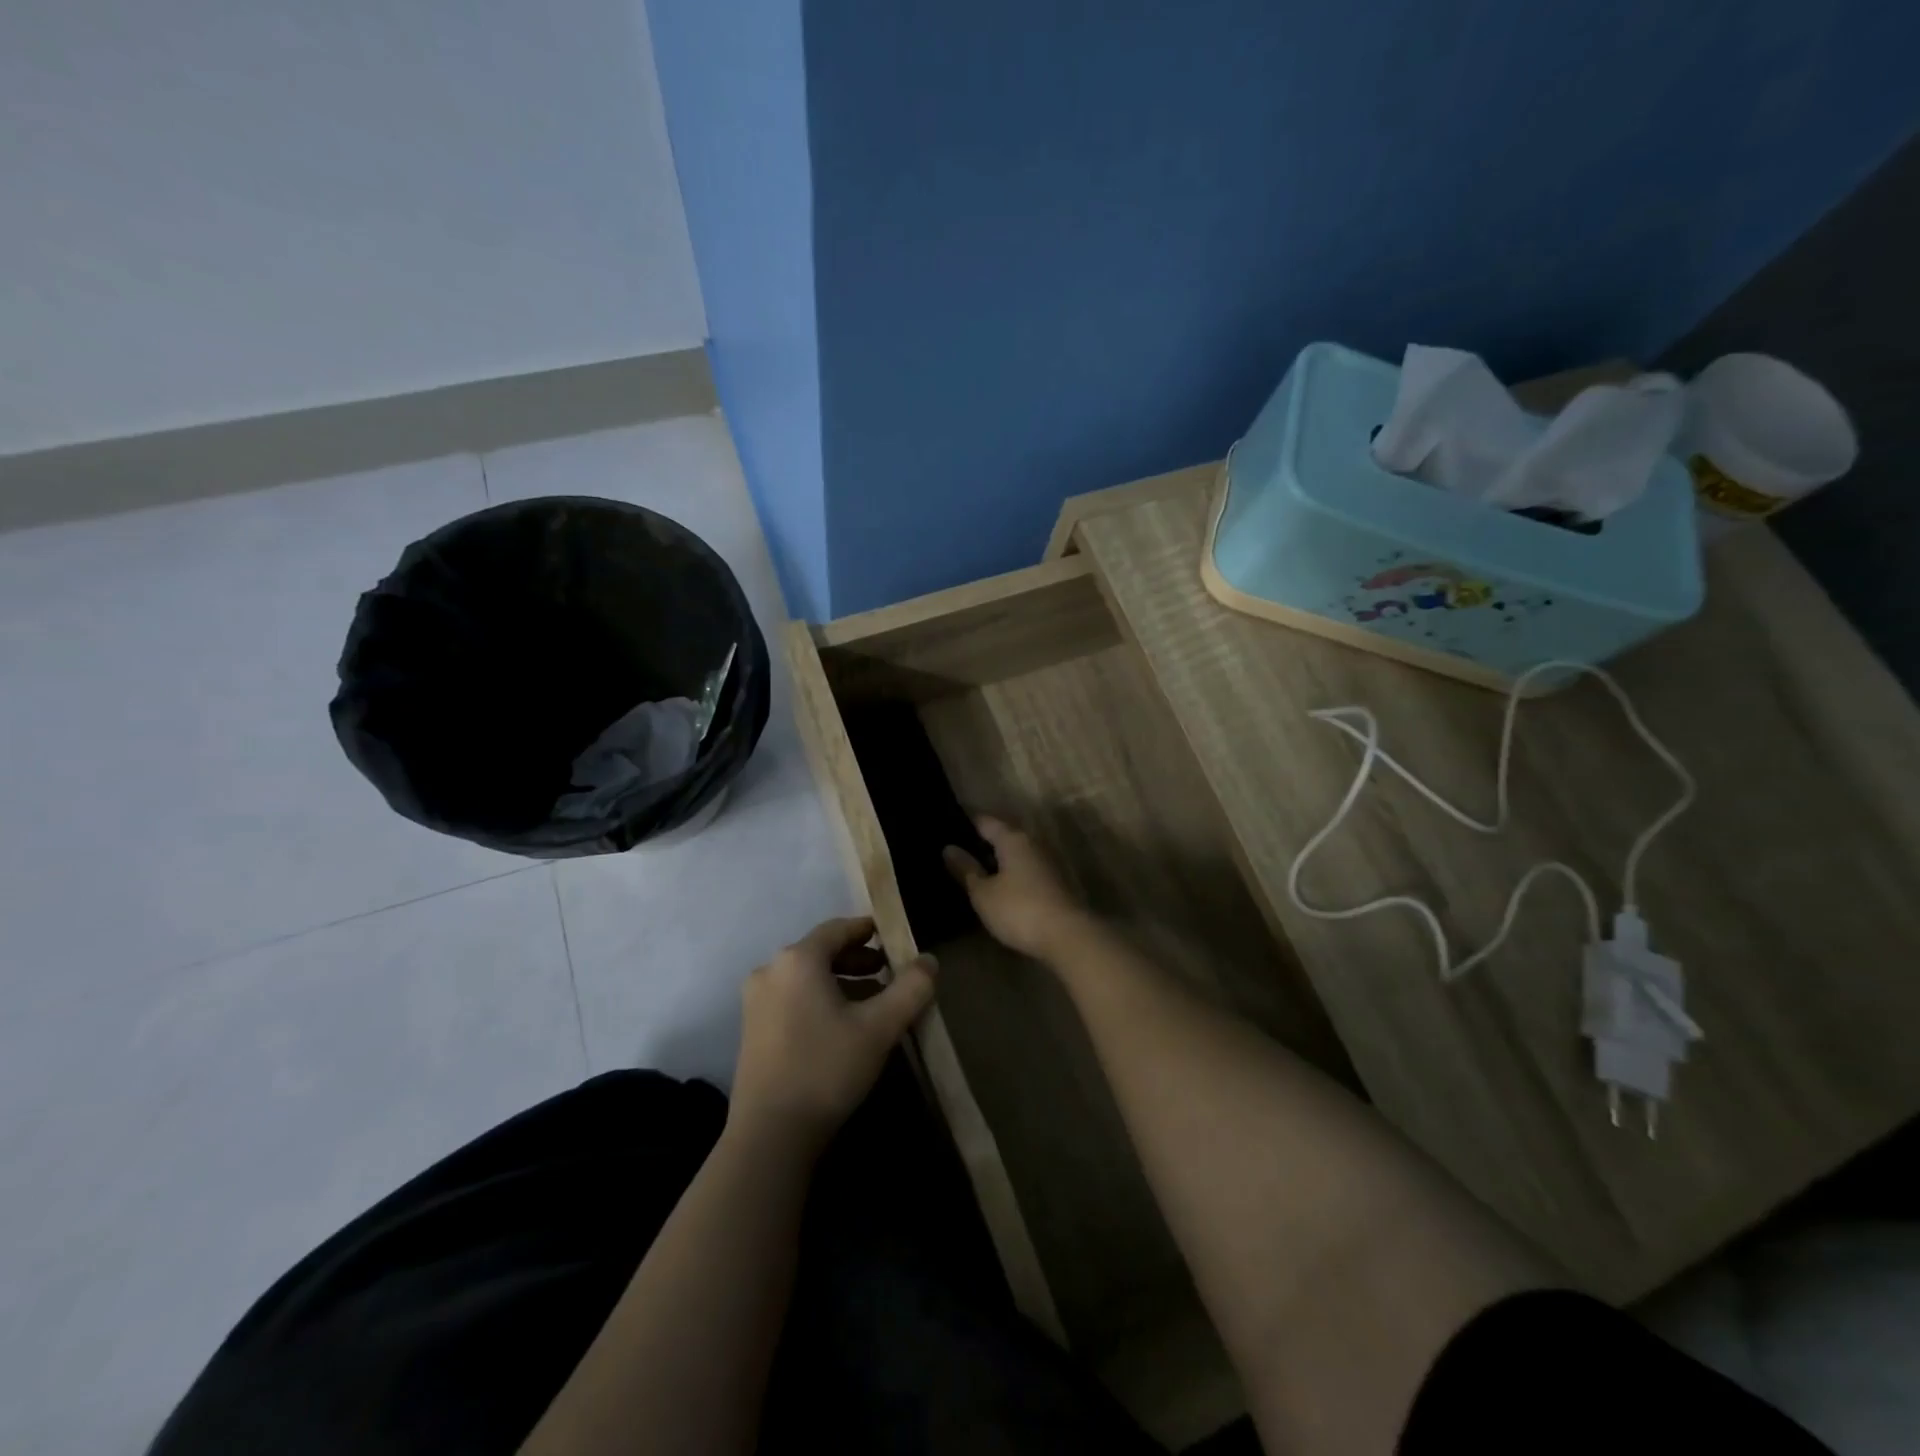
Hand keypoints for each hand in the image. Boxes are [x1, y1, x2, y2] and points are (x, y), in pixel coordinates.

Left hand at [730, 917, 936, 1148]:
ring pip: (806, 977)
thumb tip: (929, 961)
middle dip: (857, 959)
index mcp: (798, 960)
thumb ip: (910, 989)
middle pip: (820, 952)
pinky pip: (792, 997)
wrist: (770, 1135)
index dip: (867, 929)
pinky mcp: (751, 1029)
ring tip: (872, 1000)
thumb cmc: (827, 1068)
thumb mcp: (879, 1027)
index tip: (892, 937)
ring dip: (840, 981)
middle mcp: (770, 971)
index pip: (838, 928)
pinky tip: (842, 1025)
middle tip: (888, 971)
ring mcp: (756, 1001)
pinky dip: (820, 999)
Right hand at [943, 816, 1091, 960]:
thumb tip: (949, 848)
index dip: (964, 823)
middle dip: (980, 843)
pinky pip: (1024, 869)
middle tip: (954, 853)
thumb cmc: (1019, 909)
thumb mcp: (983, 893)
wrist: (1067, 936)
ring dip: (995, 860)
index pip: (984, 821)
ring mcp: (1045, 862)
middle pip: (1002, 835)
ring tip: (971, 870)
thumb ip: (966, 869)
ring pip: (1014, 854)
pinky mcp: (1053, 882)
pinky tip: (996, 886)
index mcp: (1012, 838)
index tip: (945, 829)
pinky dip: (1009, 874)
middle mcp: (1031, 843)